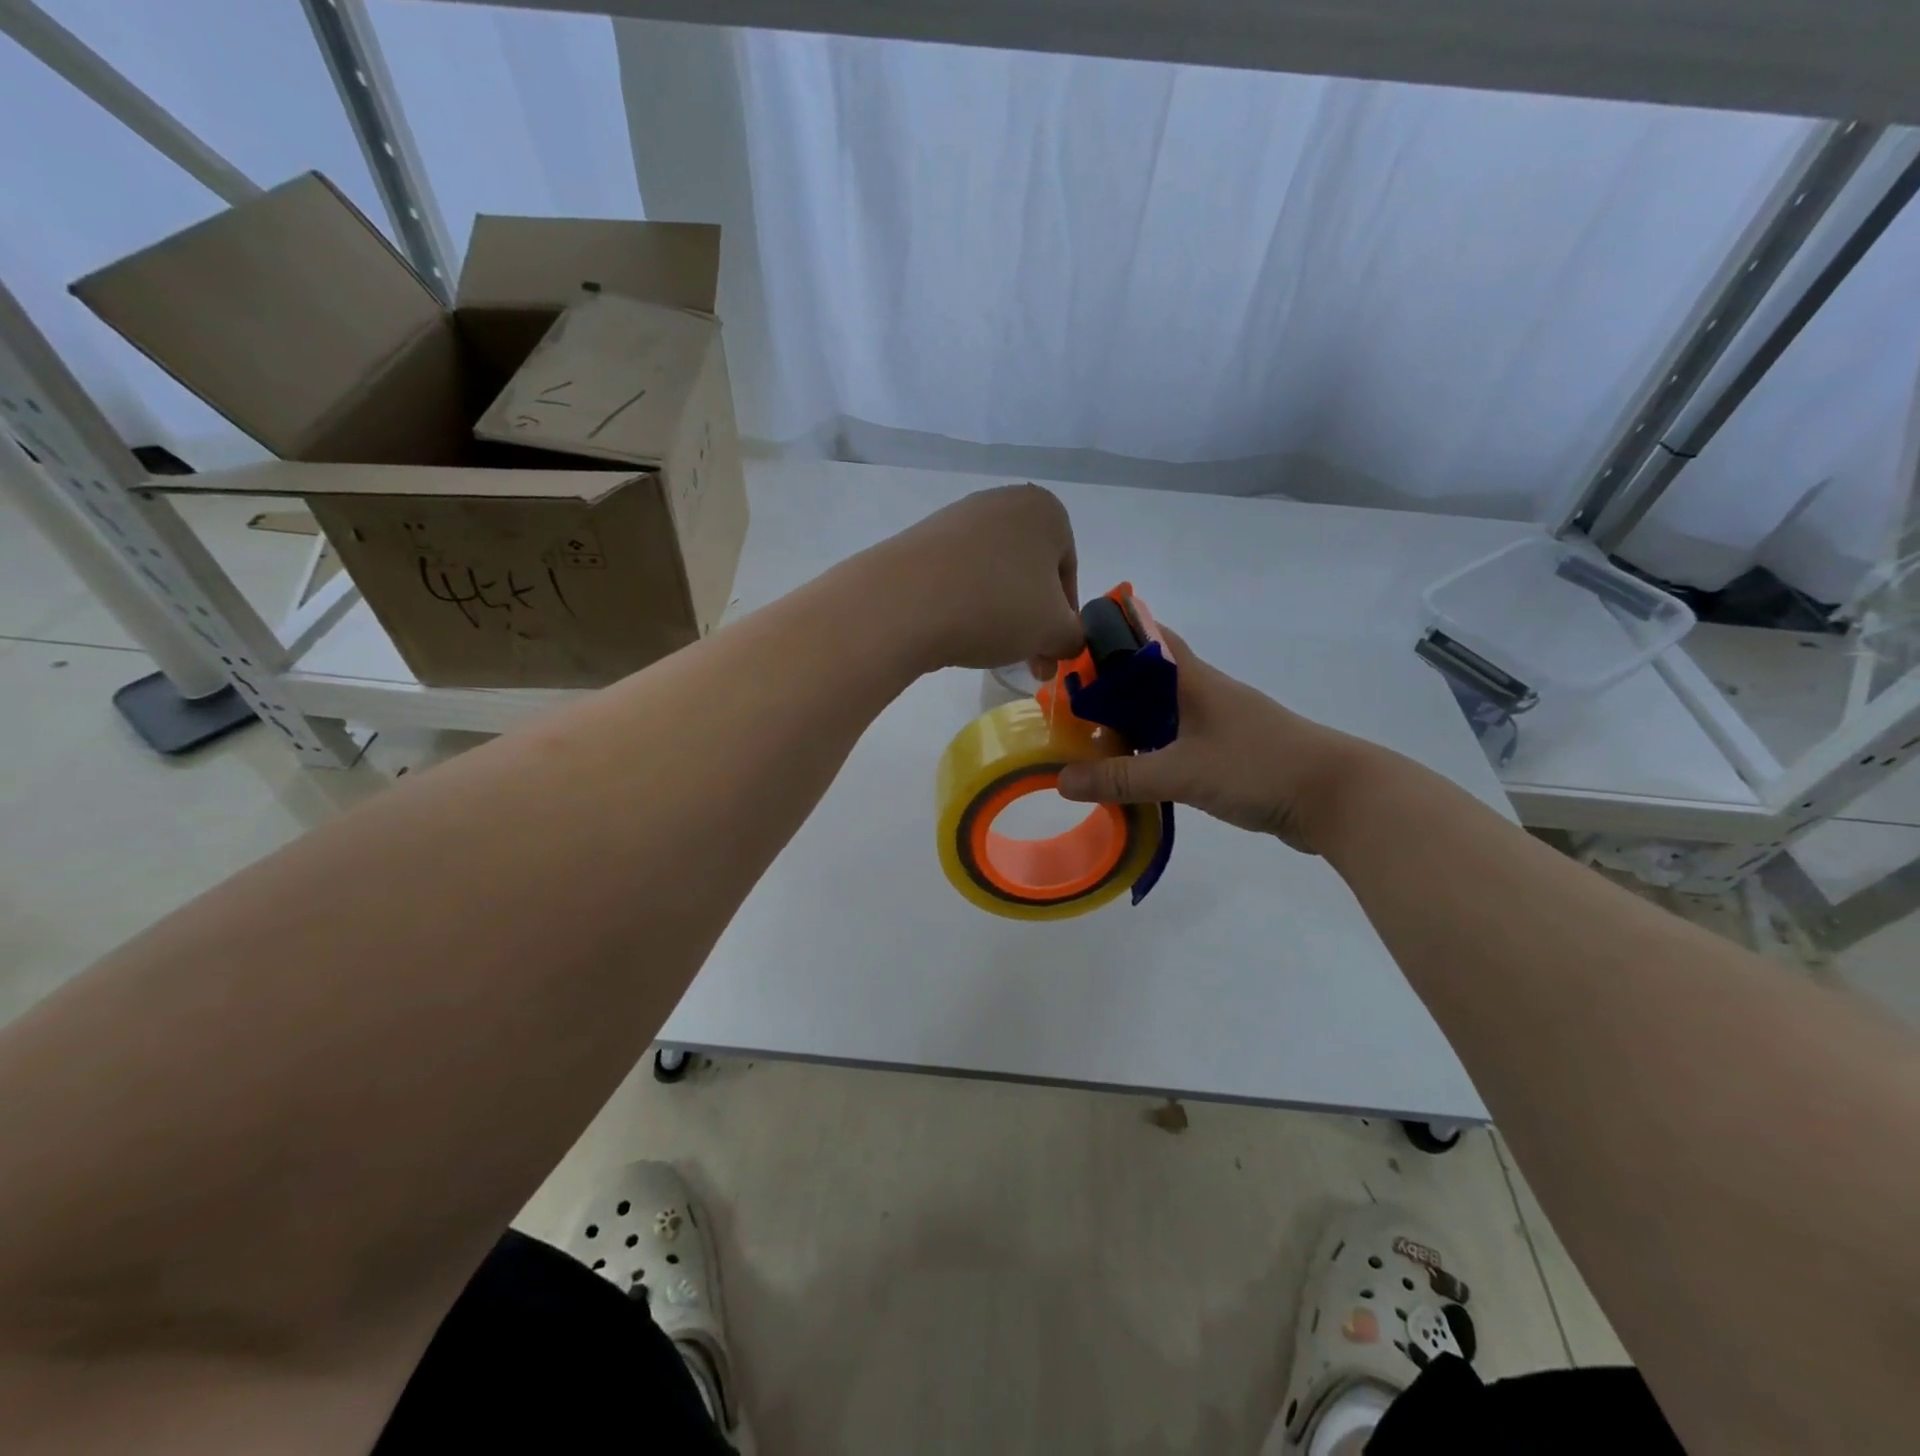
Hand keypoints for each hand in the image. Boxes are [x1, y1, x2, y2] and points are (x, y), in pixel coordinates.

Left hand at [869, 483, 1083, 674]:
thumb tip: (1066, 641)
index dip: (1064, 620)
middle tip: (1028, 664)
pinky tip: (954, 632)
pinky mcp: (921, 541)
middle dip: (1031, 621)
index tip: (1052, 653)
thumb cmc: (996, 606)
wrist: (904, 602)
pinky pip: (957, 578)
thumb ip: (1074, 637)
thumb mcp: (1054, 631)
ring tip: (986, 649)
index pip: (1068, 572)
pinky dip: (964, 605)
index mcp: (1045, 510)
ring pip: (993, 577)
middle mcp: (1002, 502)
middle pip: (1029, 574)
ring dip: (999, 615)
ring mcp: (957, 518)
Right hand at [1056, 628, 1383, 855]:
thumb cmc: (1258, 767)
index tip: (1069, 651)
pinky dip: (1150, 750)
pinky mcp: (1228, 752)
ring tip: (1087, 743)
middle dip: (1106, 689)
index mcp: (1192, 679)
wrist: (1336, 797)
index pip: (1145, 637)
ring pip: (1160, 712)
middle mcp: (1203, 692)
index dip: (1109, 636)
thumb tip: (1061, 780)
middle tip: (1065, 709)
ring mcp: (1218, 723)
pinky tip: (1131, 771)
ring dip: (1127, 723)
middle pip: (1145, 678)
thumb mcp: (1182, 772)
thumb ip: (1121, 777)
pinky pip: (1176, 741)